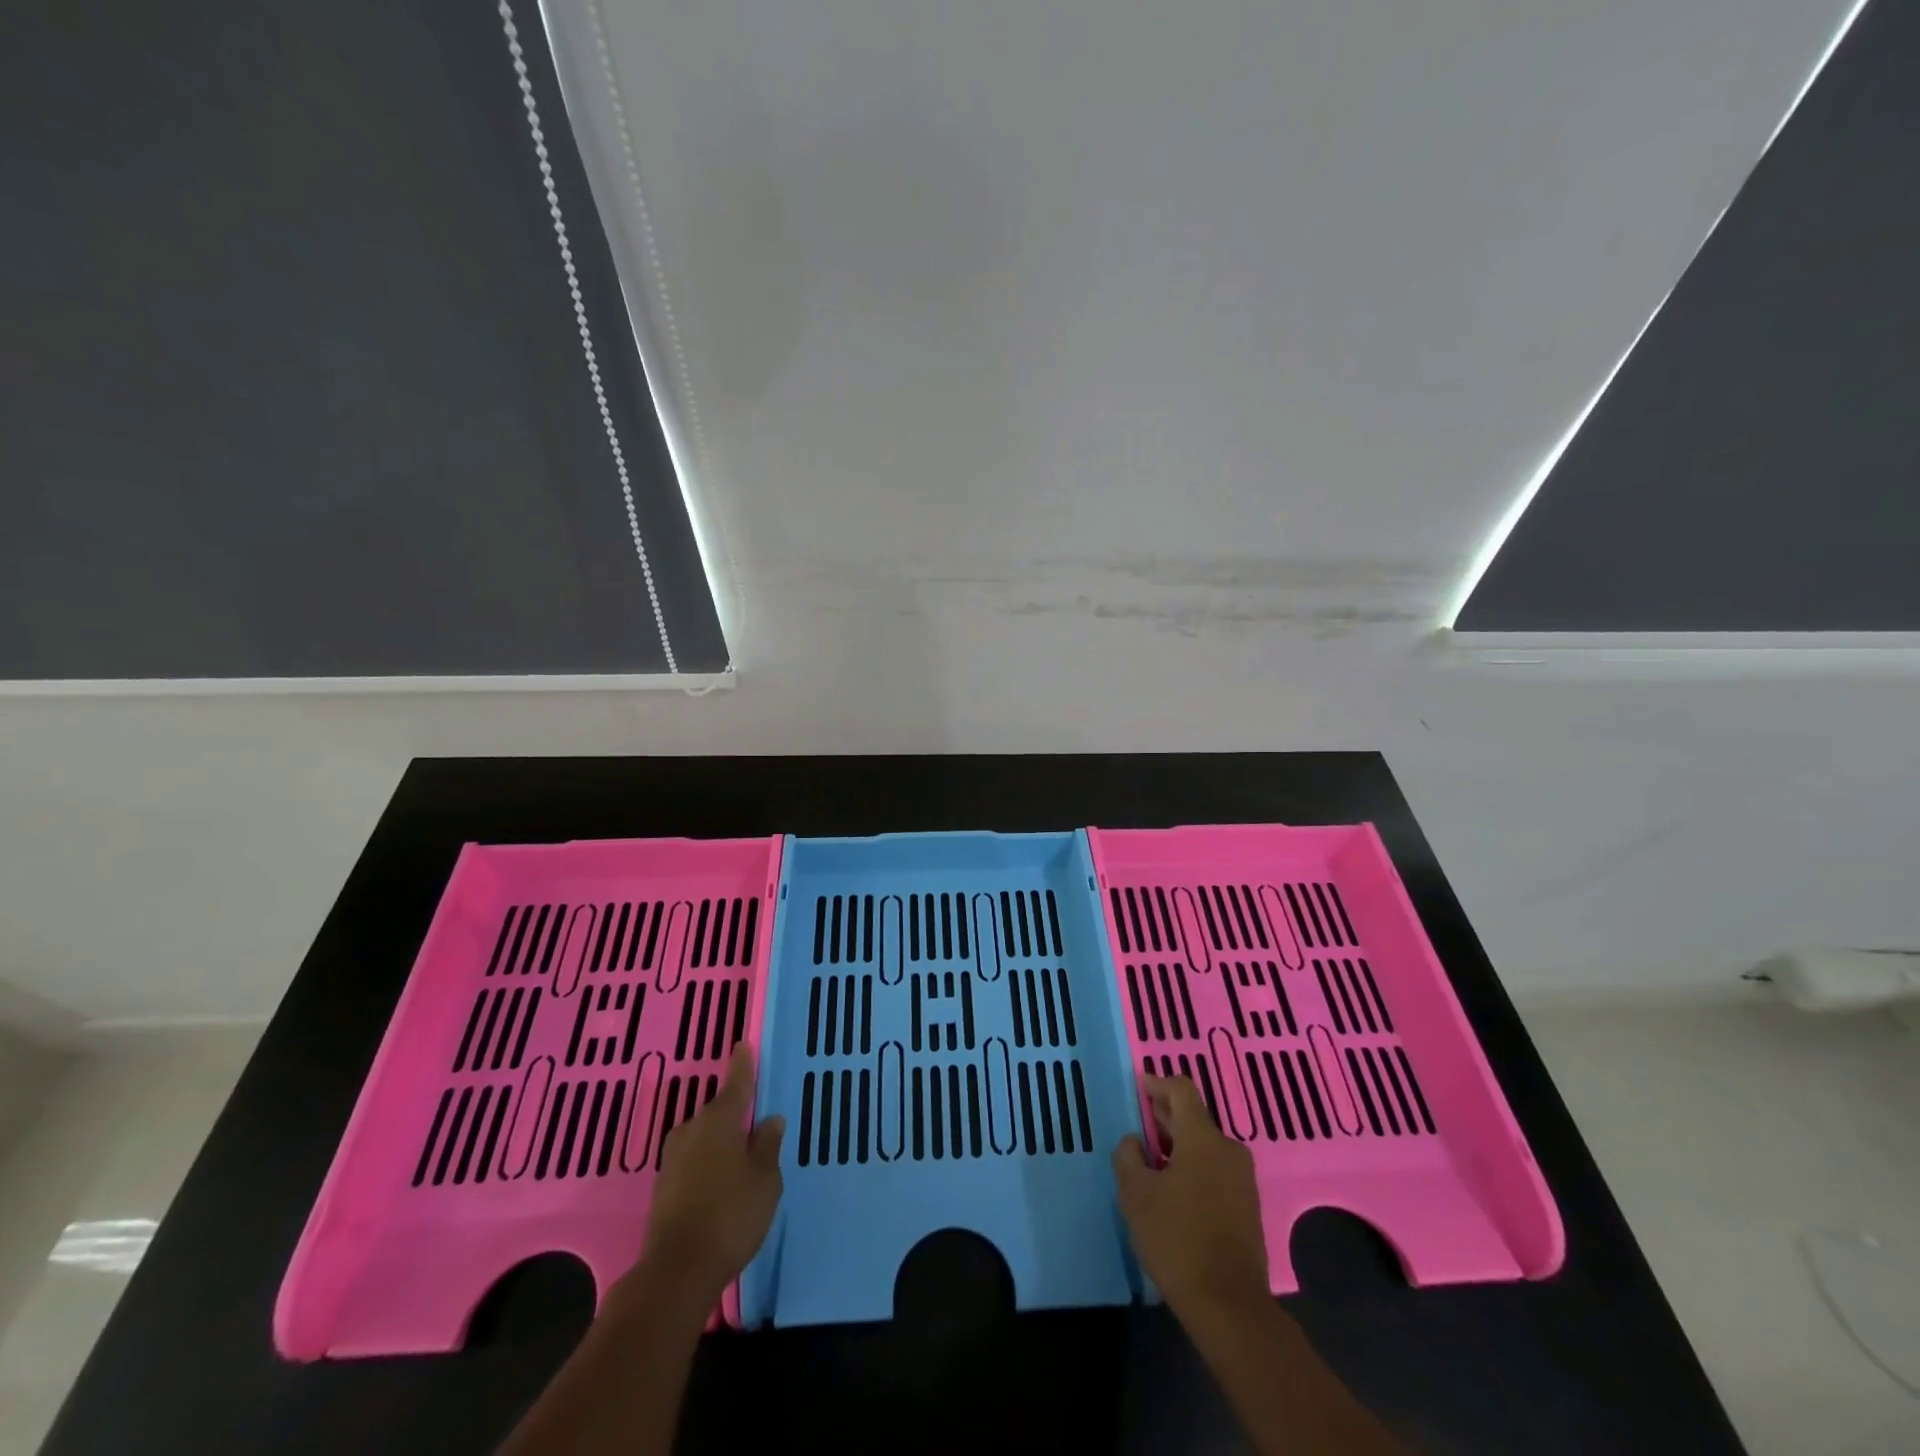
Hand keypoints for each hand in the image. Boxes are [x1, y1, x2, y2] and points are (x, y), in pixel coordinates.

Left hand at [636, 1044, 784, 1306]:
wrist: (676, 1272)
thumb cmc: (731, 1216)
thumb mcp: (766, 1180)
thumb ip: (768, 1146)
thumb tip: (770, 1120)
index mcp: (720, 1120)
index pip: (736, 1083)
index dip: (743, 1065)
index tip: (743, 1046)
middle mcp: (692, 1130)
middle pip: (718, 1111)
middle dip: (735, 1113)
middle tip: (754, 1120)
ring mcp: (673, 1158)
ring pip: (703, 1136)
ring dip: (720, 1140)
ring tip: (740, 1155)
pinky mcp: (663, 1185)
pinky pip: (692, 1159)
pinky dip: (707, 1161)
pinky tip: (720, 1179)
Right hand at [1112, 1075, 1268, 1320]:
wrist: (1229, 1306)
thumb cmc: (1177, 1240)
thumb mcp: (1135, 1194)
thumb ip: (1128, 1156)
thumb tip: (1135, 1141)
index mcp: (1203, 1138)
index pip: (1182, 1090)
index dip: (1157, 1083)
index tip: (1139, 1087)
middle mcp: (1228, 1150)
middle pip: (1194, 1117)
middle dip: (1165, 1117)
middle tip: (1140, 1125)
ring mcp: (1242, 1179)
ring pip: (1205, 1146)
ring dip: (1178, 1145)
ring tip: (1151, 1160)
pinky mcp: (1247, 1206)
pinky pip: (1215, 1169)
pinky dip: (1193, 1167)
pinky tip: (1173, 1189)